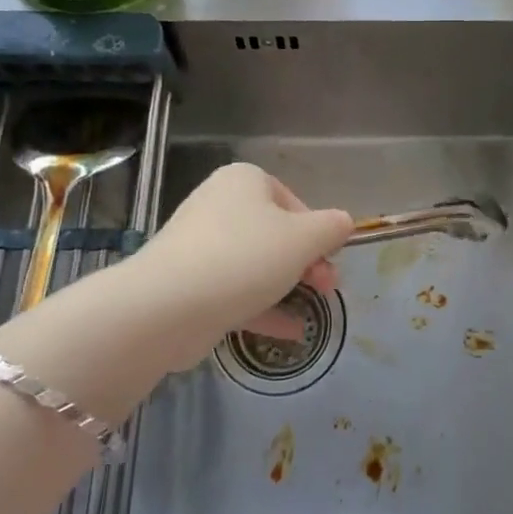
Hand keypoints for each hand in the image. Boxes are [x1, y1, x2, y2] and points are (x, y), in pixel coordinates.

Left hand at [128, 163, 353, 370]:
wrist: (168, 306)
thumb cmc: (245, 257)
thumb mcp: (303, 239)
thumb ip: (331, 228)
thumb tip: (344, 222)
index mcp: (244, 181)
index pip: (292, 200)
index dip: (317, 231)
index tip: (329, 259)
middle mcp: (219, 205)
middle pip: (275, 232)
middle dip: (307, 262)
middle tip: (328, 288)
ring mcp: (200, 246)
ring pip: (255, 264)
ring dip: (289, 286)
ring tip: (315, 310)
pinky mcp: (190, 284)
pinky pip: (235, 291)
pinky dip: (264, 308)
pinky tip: (292, 332)